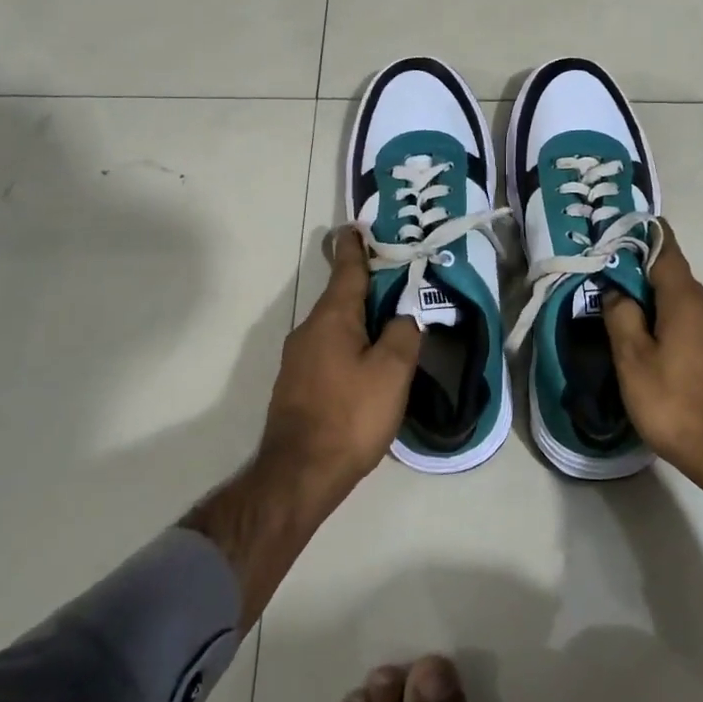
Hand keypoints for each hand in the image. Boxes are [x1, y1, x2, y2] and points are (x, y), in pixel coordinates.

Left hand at [262, 229, 421, 488]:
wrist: (299, 473)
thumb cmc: (350, 415)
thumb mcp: (392, 371)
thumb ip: (404, 334)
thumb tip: (405, 315)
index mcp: (332, 318)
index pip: (347, 270)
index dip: (356, 248)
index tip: (356, 227)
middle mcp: (309, 330)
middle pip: (341, 297)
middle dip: (365, 284)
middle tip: (396, 278)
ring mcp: (298, 359)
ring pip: (334, 325)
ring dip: (359, 317)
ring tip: (388, 320)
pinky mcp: (297, 384)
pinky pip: (328, 349)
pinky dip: (349, 342)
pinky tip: (367, 361)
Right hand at [602, 222, 702, 483]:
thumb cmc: (677, 404)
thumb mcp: (634, 362)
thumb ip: (621, 318)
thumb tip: (617, 290)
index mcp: (687, 300)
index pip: (666, 250)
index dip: (645, 237)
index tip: (624, 232)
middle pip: (677, 282)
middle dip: (647, 283)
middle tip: (615, 296)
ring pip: (691, 311)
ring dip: (664, 313)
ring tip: (637, 334)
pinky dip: (682, 335)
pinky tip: (667, 363)